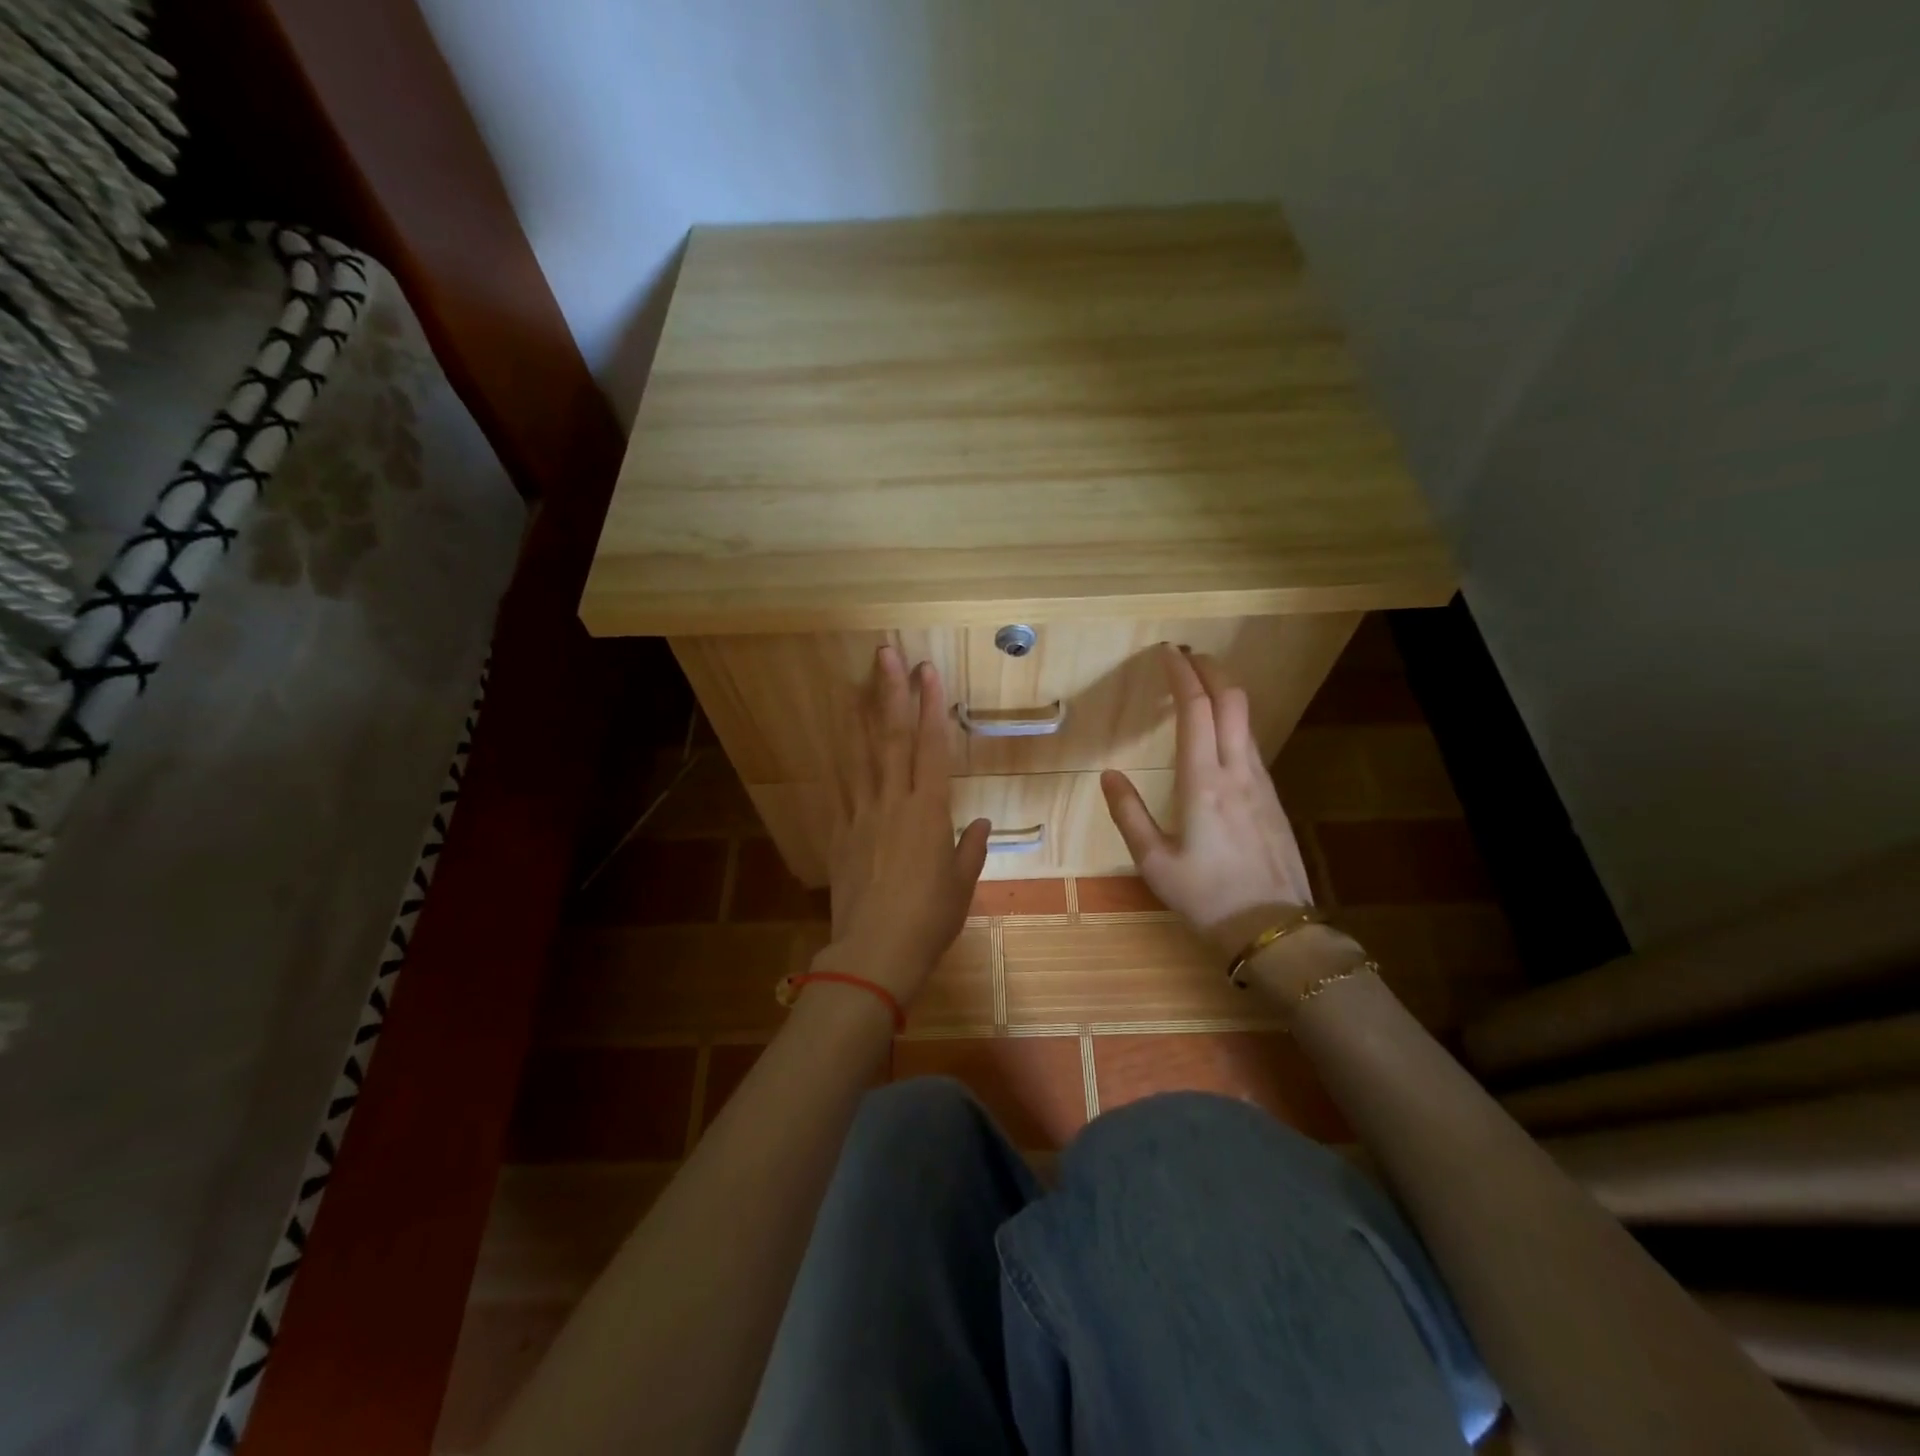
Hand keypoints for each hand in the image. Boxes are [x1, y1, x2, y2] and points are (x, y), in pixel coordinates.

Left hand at [820, 646, 990, 1004]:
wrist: (874, 953)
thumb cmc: (929, 920)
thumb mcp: (961, 885)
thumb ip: (970, 848)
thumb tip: (979, 822)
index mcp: (929, 812)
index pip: (932, 747)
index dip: (931, 706)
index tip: (927, 671)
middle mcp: (894, 803)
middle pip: (892, 738)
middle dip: (891, 692)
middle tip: (886, 654)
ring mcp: (861, 815)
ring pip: (861, 756)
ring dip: (860, 716)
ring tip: (855, 682)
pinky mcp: (839, 833)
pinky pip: (839, 789)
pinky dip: (838, 762)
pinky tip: (834, 741)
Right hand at [1100, 644, 1319, 959]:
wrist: (1275, 929)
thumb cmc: (1207, 897)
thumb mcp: (1154, 862)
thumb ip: (1128, 814)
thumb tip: (1108, 775)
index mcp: (1203, 783)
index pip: (1196, 710)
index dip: (1182, 675)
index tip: (1168, 652)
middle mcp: (1238, 772)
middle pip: (1232, 701)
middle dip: (1211, 669)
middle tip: (1187, 656)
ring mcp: (1262, 783)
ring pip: (1246, 720)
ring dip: (1224, 693)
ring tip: (1200, 685)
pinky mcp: (1273, 798)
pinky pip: (1251, 743)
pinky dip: (1233, 721)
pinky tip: (1219, 733)